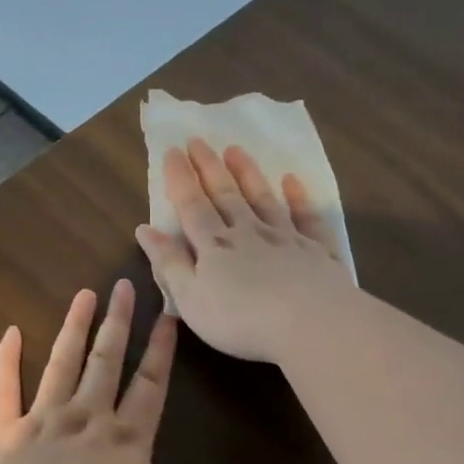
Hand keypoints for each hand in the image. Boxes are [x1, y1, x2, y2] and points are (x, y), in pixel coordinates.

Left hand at [0, 278, 280, 463]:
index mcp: (127, 441)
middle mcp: (87, 419)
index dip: (161, 350)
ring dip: (74, 328)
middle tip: (123, 284)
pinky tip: (10, 332)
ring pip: (62, 364)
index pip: (150, 385)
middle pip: (106, 362)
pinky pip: (3, 389)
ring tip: (84, 295)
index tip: (168, 314)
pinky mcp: (3, 432)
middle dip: (118, 323)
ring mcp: (43, 420)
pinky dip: (6, 360)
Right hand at [135, 138, 352, 364]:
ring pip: (263, 199)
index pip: (192, 206)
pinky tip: (293, 181)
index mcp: (214, 246)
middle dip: (209, 168)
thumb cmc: (240, 320)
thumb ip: (169, 264)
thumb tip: (145, 229)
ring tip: (236, 149)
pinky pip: (306, 217)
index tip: (172, 151)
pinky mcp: (317, 250)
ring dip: (248, 174)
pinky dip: (299, 197)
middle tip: (198, 140)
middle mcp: (249, 233)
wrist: (309, 323)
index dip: (180, 179)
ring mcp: (286, 238)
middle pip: (226, 195)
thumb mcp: (191, 299)